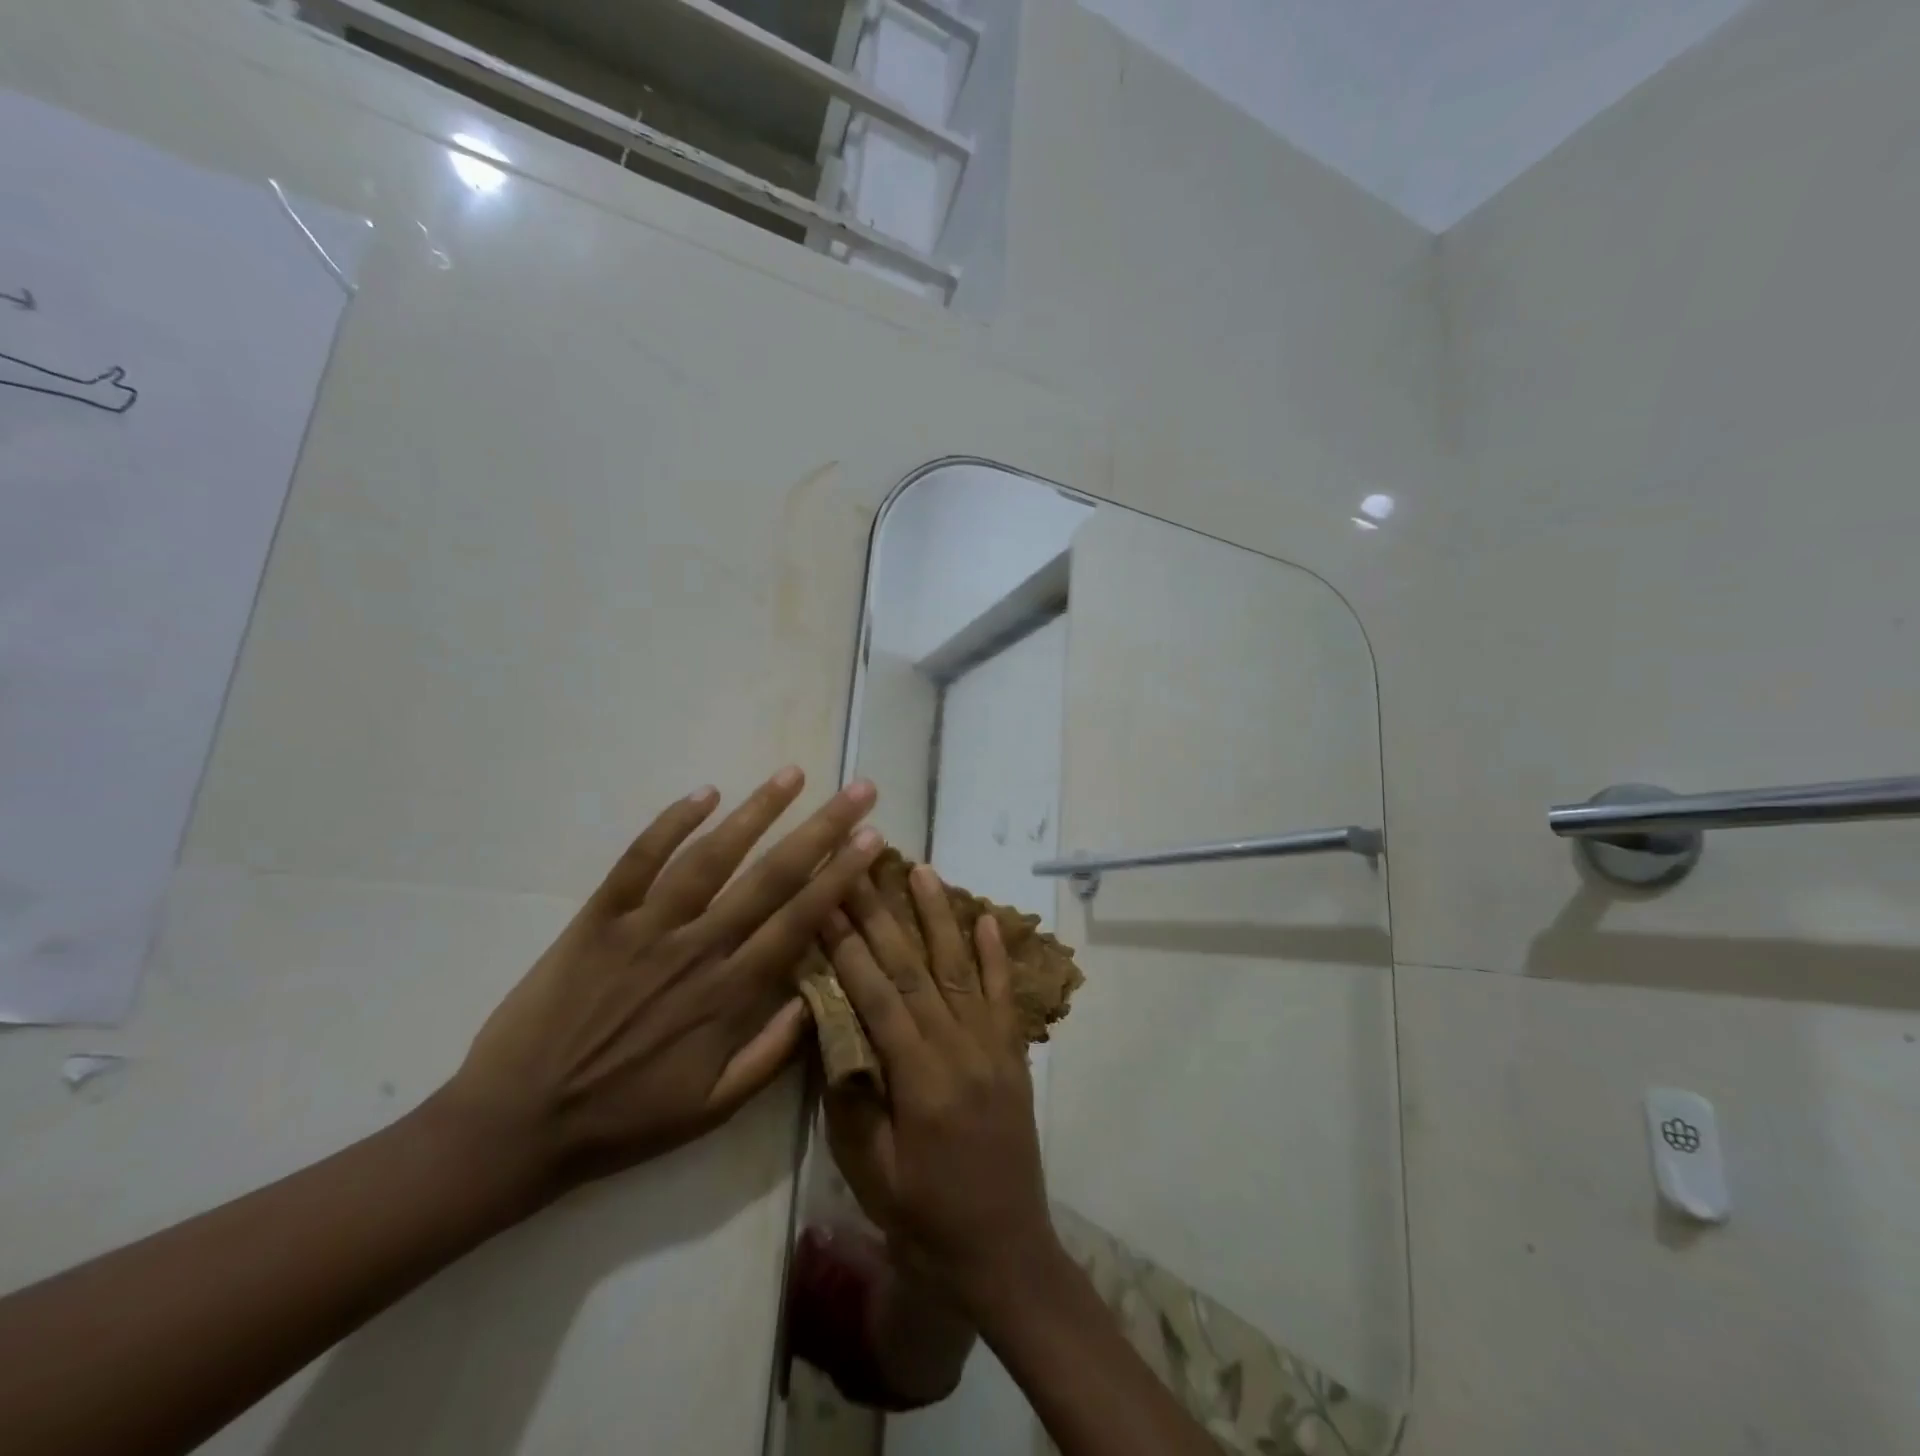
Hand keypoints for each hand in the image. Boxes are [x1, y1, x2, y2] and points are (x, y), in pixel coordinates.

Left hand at [441, 767, 881, 1194]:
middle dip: (821, 829)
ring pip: (711, 857)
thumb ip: (773, 1053)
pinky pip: (638, 860)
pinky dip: (670, 824)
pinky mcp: (598, 918)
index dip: (841, 875)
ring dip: (756, 812)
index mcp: (729, 994)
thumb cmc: (625, 1118)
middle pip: (771, 877)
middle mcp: (697, 948)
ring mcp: (645, 928)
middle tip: (857, 790)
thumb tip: (822, 997)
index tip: (872, 838)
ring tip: (793, 775)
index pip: (800, 920)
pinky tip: (704, 792)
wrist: (517, 1124)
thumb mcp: (713, 1107)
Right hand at [820, 867, 1058, 1310]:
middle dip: (882, 914)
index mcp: (919, 1079)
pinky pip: (1004, 994)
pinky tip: (985, 918)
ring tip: (922, 871)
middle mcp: (959, 1048)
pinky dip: (995, 953)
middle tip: (861, 867)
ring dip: (939, 916)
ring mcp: (992, 1046)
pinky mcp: (1013, 1053)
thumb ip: (852, 1101)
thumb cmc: (927, 1219)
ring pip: (961, 967)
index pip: (877, 995)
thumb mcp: (872, 1174)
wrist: (1004, 1251)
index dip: (849, 946)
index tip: (827, 900)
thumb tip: (832, 1032)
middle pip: (915, 969)